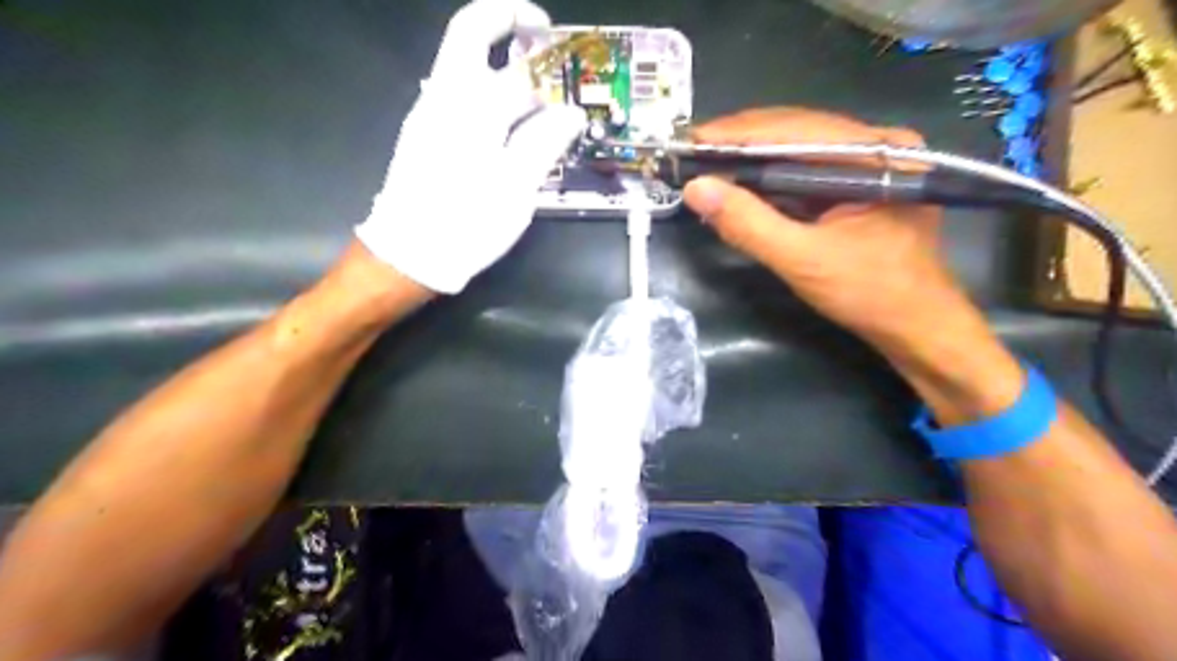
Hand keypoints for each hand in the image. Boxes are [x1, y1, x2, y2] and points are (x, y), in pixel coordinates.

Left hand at [353, 1, 582, 292]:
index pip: (503, 52)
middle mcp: (444, 96)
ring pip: (465, 65)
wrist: (410, 253)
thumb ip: (543, 142)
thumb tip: (571, 113)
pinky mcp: (425, 134)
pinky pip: (460, 96)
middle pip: (469, 35)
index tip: (561, 49)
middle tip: (541, 36)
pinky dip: (490, 94)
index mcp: (469, 105)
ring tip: (539, 91)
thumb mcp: (516, 187)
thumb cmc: (467, 222)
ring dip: (501, 62)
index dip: (536, 44)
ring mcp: (430, 113)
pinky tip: (513, 123)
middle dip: (507, 22)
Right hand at [686, 109, 971, 351]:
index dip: (738, 134)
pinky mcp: (860, 184)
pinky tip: (742, 182)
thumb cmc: (869, 294)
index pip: (796, 129)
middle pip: (797, 131)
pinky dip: (771, 178)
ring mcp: (871, 164)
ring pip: (799, 149)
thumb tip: (697, 189)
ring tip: (709, 163)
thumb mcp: (802, 260)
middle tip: (693, 152)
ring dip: (753, 158)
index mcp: (877, 154)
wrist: (916, 326)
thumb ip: (748, 224)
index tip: (692, 140)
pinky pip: (807, 171)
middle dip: (742, 142)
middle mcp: (878, 146)